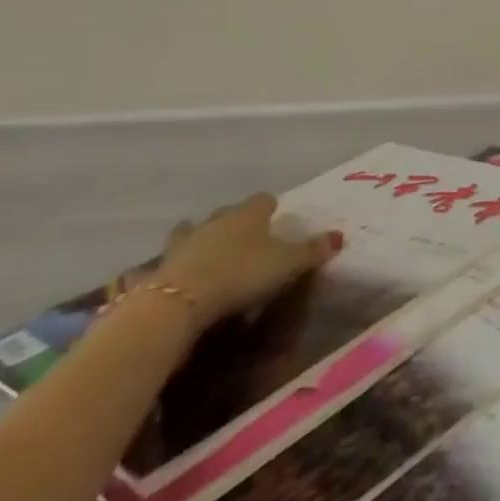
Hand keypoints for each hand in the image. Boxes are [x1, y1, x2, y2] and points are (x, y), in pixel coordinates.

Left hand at [152, 193, 341, 324]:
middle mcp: (216, 220)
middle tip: (244, 237)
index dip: (270, 207)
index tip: (275, 216)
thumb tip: (340, 236)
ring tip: (203, 250)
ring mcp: (184, 242)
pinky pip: (164, 263)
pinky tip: (171, 276)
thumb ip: (312, 250)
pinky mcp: (160, 269)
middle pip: (227, 212)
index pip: (263, 199)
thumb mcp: (286, 264)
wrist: (180, 300)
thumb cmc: (241, 274)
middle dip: (234, 220)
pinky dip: (169, 267)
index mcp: (249, 214)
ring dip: (197, 237)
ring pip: (191, 230)